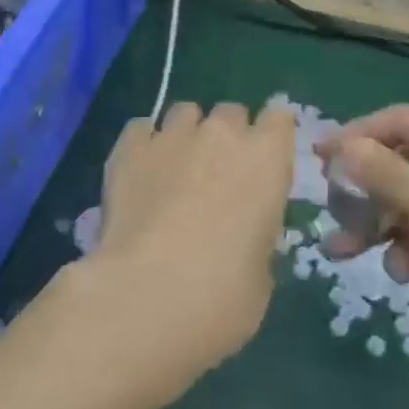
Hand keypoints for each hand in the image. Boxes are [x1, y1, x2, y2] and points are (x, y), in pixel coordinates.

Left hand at [69, 102, 295, 408]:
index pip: (279, 118)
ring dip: (186, 134)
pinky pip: (141, 128)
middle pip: (230, 112)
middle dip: (227, 135)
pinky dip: (144, 144)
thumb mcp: (261, 272)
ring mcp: (172, 135)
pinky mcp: (129, 147)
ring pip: (184, 112)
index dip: (270, 136)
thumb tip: (240, 232)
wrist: (148, 294)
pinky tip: (139, 172)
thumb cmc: (224, 295)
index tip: (263, 160)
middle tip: (217, 174)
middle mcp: (221, 134)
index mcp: (267, 159)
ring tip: (174, 170)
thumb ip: (256, 234)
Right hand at [318, 107, 408, 373]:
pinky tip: (401, 273)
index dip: (354, 136)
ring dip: (377, 224)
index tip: (317, 160)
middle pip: (399, 162)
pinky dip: (408, 247)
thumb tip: (341, 146)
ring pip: (408, 201)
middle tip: (329, 211)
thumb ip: (385, 175)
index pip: (396, 122)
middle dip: (362, 189)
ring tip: (345, 253)